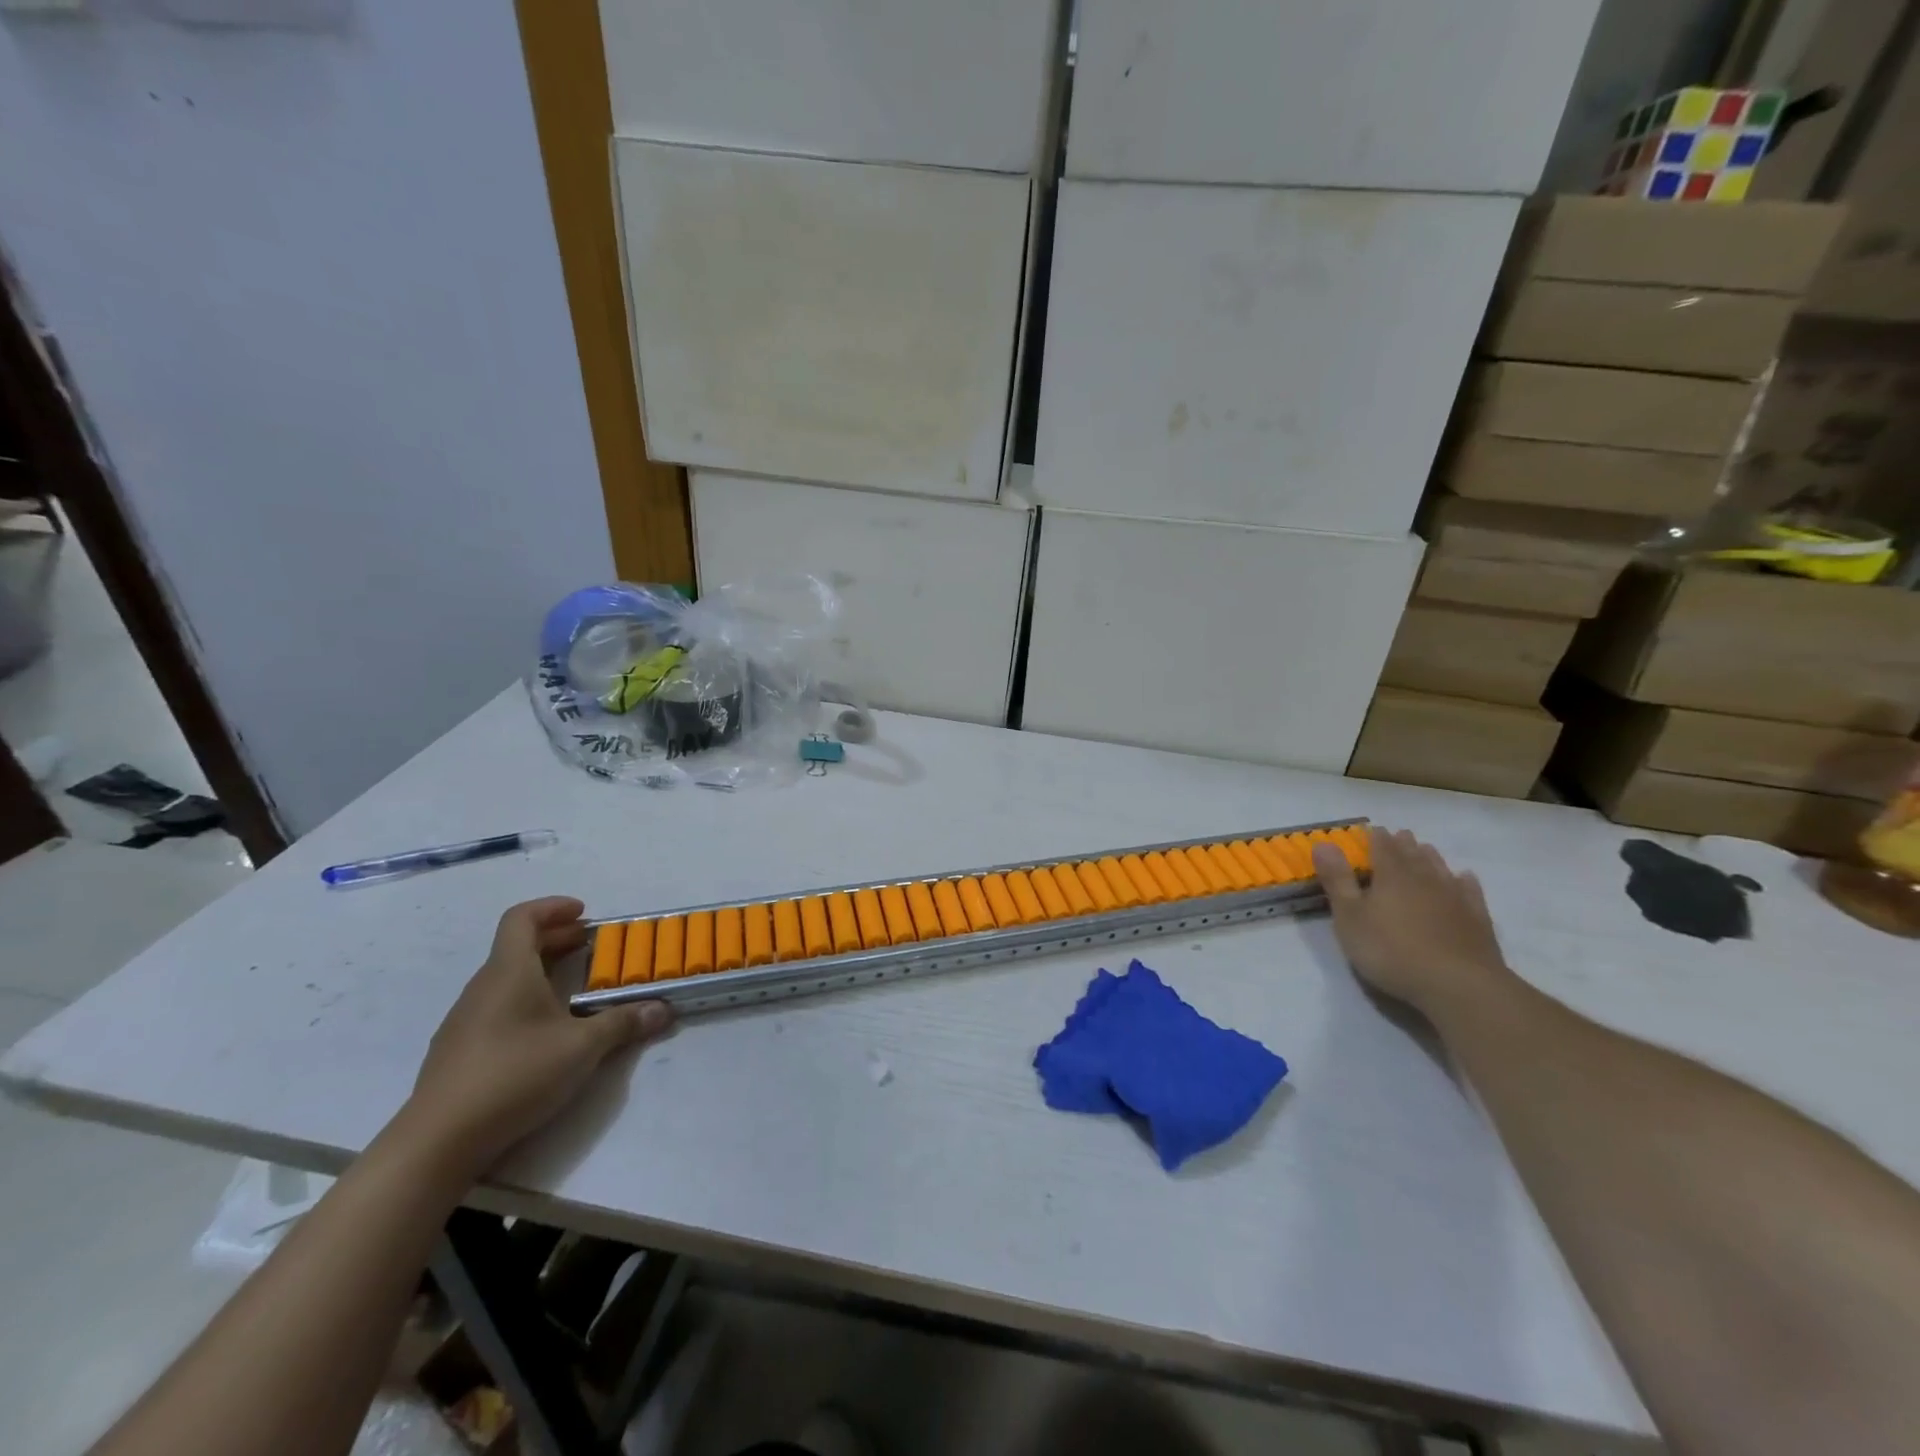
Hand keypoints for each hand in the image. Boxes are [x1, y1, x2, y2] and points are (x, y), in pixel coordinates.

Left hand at [402, 897, 672, 1174]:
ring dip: (540, 970)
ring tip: (574, 988)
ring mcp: (465, 1020)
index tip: (583, 913)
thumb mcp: (582, 1048)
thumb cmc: (514, 1075)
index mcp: (509, 972)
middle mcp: (483, 987)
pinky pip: (496, 1005)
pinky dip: (525, 999)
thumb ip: (623, 1023)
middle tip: (591, 946)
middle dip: (556, 938)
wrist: (438, 1141)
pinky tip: (544, 1029)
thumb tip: (662, 1009)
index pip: (521, 918)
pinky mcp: (459, 1050)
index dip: (552, 907)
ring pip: (506, 977)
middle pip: (516, 946)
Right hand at [1312, 830, 1512, 1019]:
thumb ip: (1337, 880)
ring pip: (1440, 869)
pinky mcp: (1477, 919)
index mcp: (1391, 876)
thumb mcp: (1350, 917)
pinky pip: (1470, 892)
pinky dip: (1464, 882)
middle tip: (1400, 835)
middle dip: (1403, 844)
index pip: (1382, 847)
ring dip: (1431, 857)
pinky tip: (1464, 878)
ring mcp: (1455, 898)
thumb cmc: (1392, 950)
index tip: (1372, 829)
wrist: (1458, 985)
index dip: (1375, 837)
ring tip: (1425, 849)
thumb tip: (1322, 843)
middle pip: (1413, 854)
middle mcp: (1425, 879)